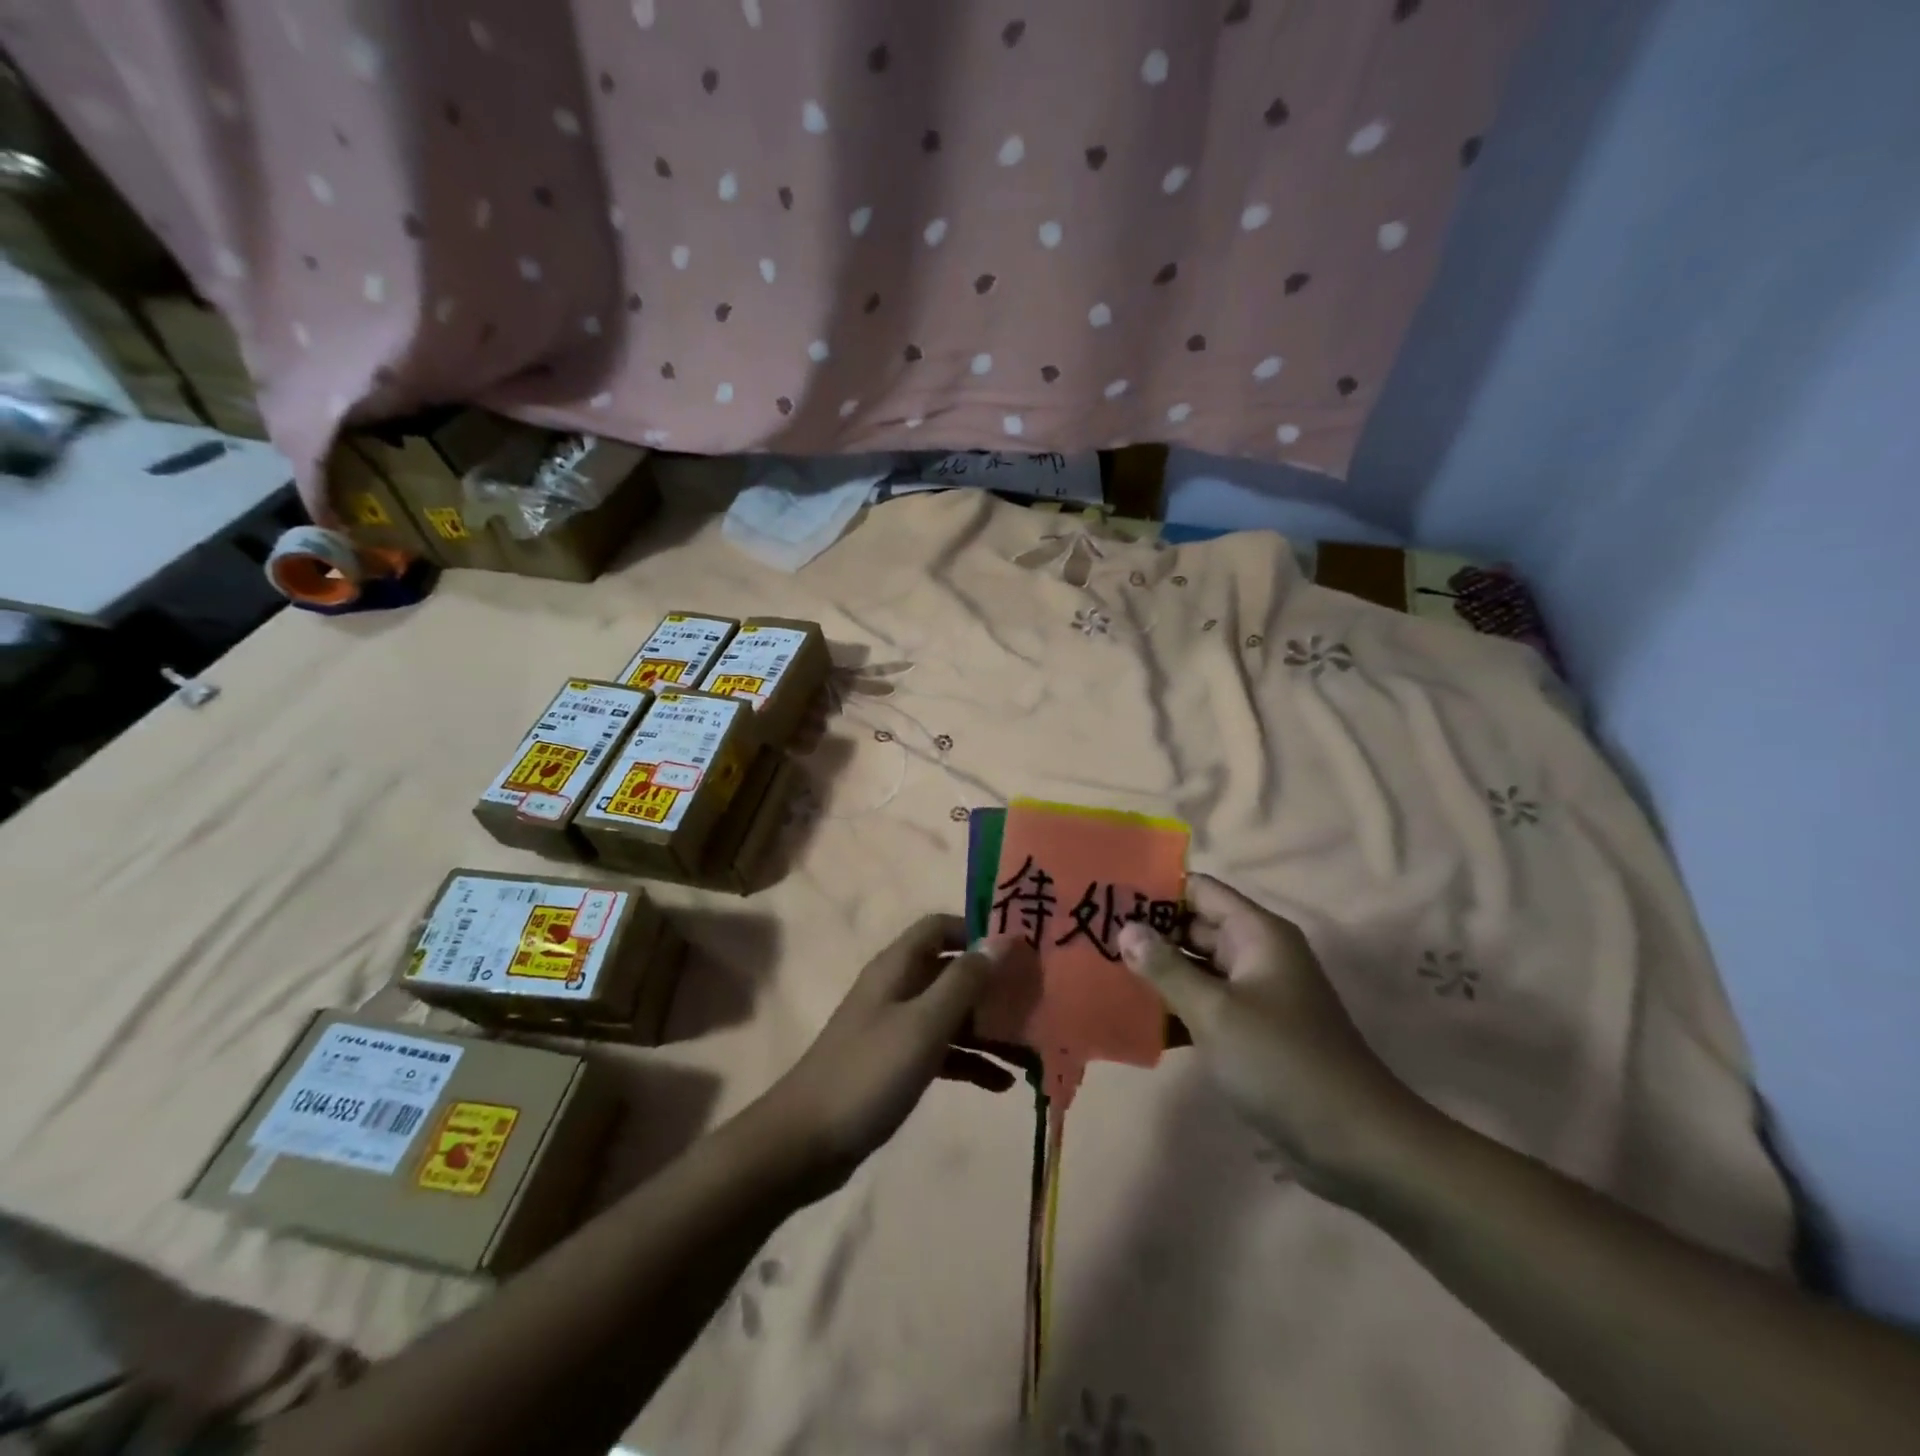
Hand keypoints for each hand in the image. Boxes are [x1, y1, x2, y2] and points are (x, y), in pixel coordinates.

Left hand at [758, 915, 1022, 1192]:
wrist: (804, 1143)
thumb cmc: (868, 1073)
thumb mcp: (923, 1024)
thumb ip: (964, 981)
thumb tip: (1003, 940)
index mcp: (897, 967)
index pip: (941, 927)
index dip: (978, 931)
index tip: (1020, 950)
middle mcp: (897, 989)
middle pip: (952, 971)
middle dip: (994, 984)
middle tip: (1038, 1001)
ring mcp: (896, 1027)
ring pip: (952, 1014)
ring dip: (989, 1027)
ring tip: (1033, 1048)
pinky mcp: (897, 1064)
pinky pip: (943, 1051)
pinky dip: (972, 1061)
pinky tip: (1003, 1083)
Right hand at [1118, 876, 1422, 1198]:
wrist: (1355, 1144)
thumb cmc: (1283, 1063)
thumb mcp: (1216, 1012)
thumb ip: (1166, 968)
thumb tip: (1126, 929)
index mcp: (1257, 935)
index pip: (1199, 891)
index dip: (1155, 889)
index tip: (1107, 895)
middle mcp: (1255, 955)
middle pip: (1192, 928)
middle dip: (1146, 933)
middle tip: (1090, 937)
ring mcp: (1253, 996)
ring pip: (1194, 970)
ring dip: (1154, 974)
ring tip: (1097, 973)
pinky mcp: (1249, 1033)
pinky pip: (1202, 1007)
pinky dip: (1172, 1010)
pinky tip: (1129, 1020)